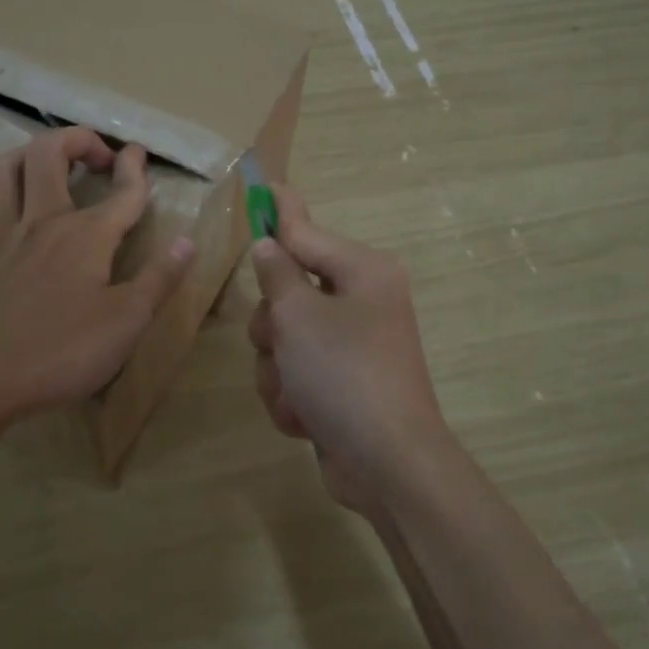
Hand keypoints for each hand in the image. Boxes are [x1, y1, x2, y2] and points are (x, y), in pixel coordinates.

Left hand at [0, 127, 193, 425]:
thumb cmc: (63, 352)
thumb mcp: (128, 322)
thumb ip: (159, 278)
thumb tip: (187, 241)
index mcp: (85, 236)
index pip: (121, 192)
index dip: (135, 168)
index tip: (139, 153)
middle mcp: (41, 223)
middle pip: (48, 156)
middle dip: (74, 140)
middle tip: (95, 156)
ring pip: (0, 174)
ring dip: (21, 156)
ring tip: (39, 163)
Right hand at [247, 185, 454, 514]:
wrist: (386, 464)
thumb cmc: (344, 374)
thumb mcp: (299, 316)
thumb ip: (277, 274)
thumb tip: (269, 245)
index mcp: (361, 272)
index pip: (306, 230)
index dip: (278, 211)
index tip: (261, 183)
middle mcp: (360, 302)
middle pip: (287, 290)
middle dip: (272, 325)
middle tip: (282, 343)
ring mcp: (350, 346)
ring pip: (284, 338)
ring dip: (277, 368)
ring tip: (296, 392)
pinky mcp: (340, 383)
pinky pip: (295, 373)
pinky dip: (291, 395)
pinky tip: (305, 416)